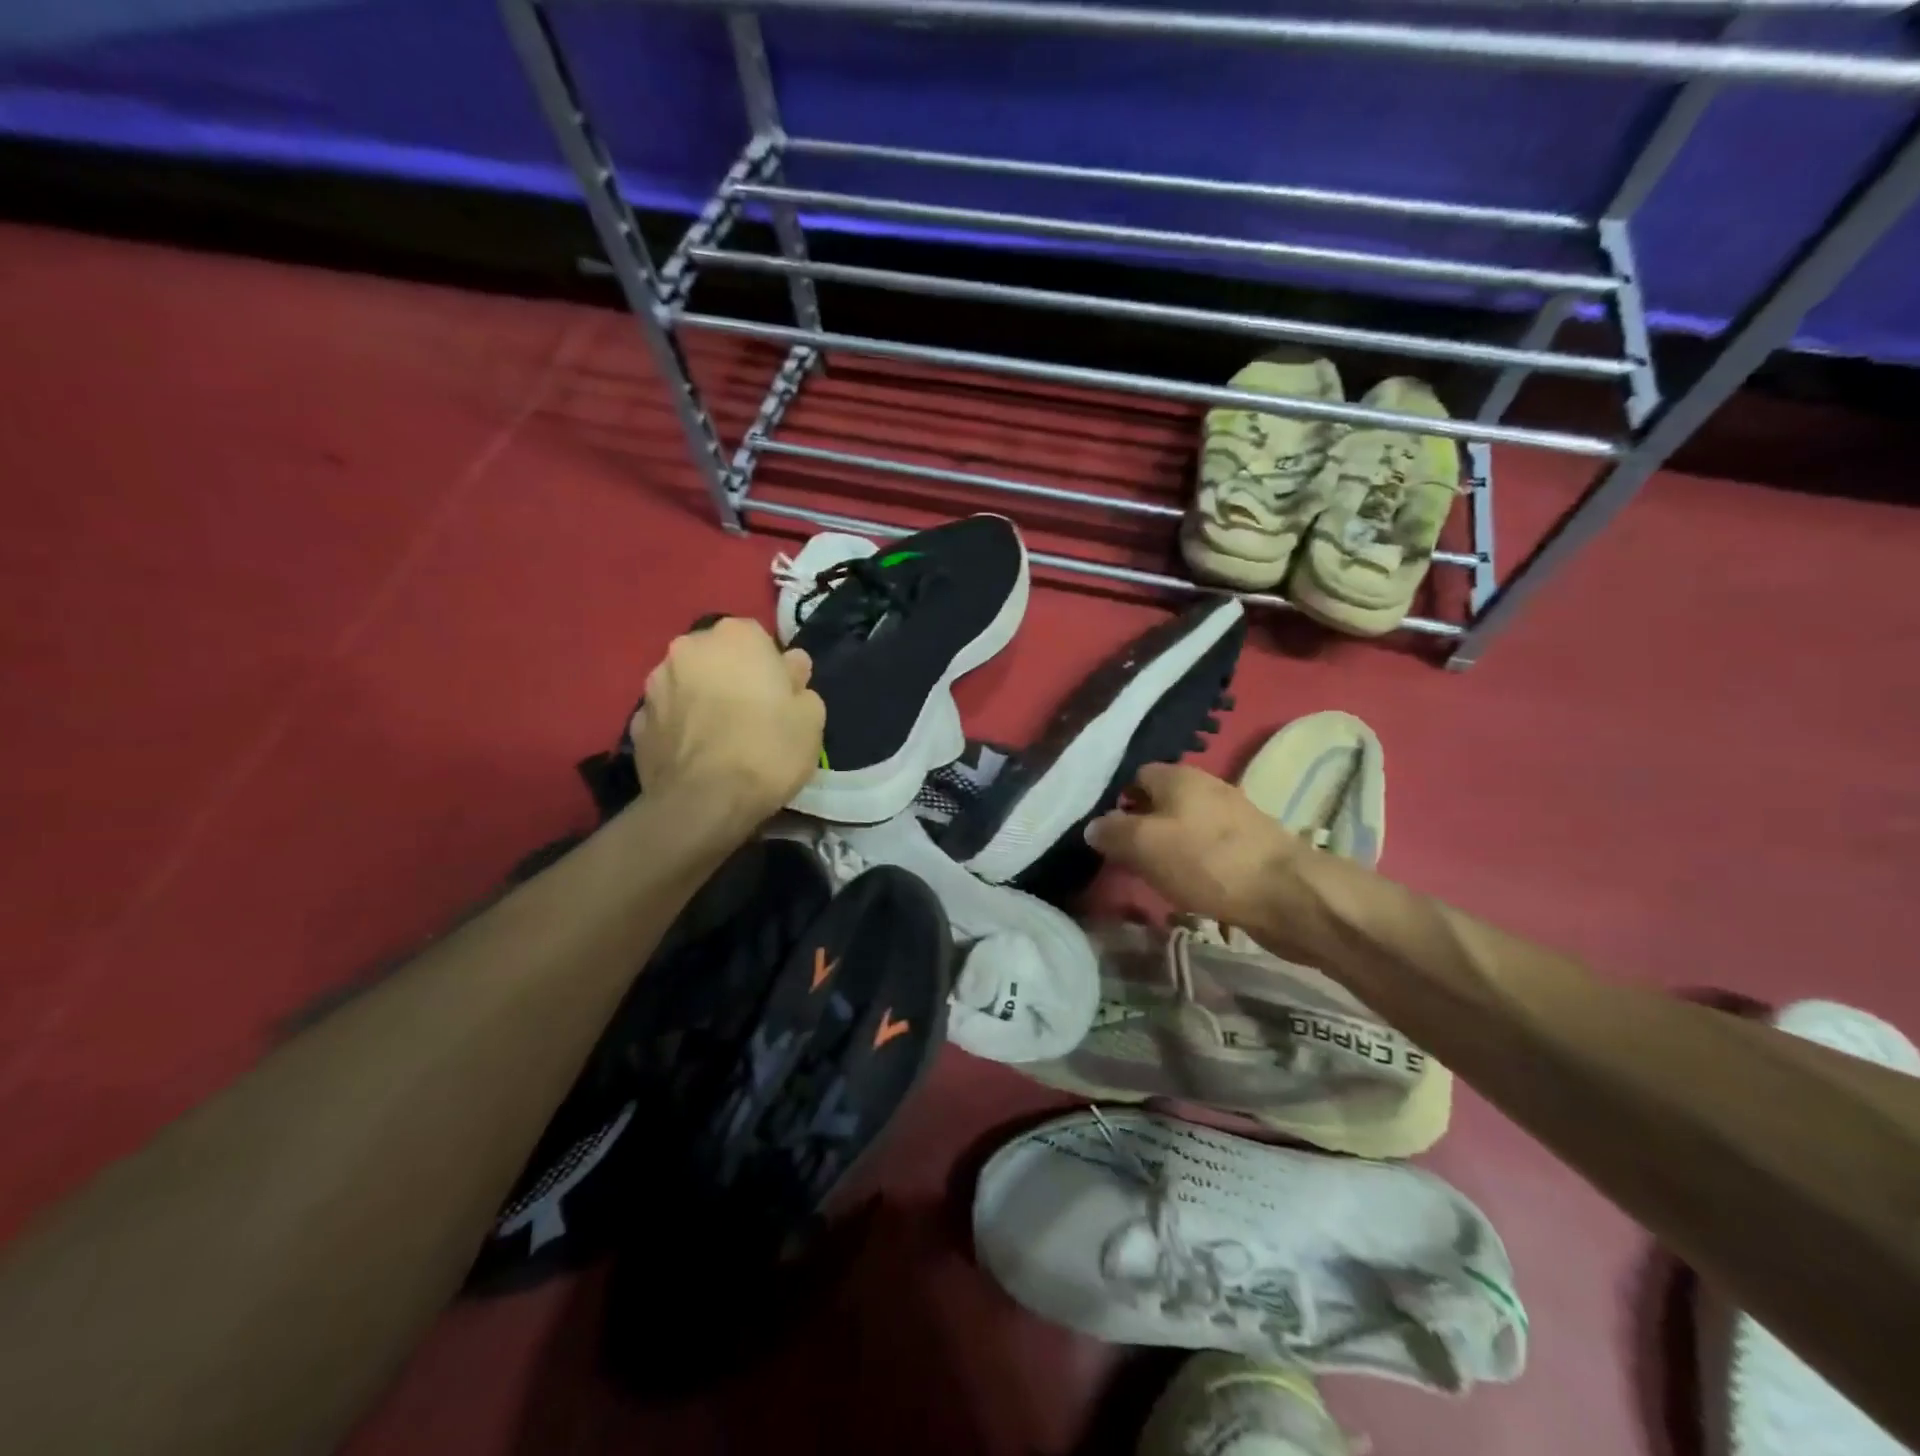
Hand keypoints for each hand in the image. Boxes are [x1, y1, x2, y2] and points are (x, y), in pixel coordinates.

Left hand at [631, 617, 824, 820]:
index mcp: (735, 636)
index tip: (780, 696)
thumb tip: (791, 666)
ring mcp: (654, 684)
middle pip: (717, 657)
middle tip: (752, 715)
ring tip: (721, 738)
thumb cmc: (767, 749)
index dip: (770, 667)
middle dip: (731, 677)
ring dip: (701, 699)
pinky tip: (696, 755)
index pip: (757, 638)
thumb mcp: (811, 717)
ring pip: (687, 684)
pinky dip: (680, 728)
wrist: (704, 803)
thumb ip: (800, 683)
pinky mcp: (635, 722)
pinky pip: (667, 716)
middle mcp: (688, 648)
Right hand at [1086, 763, 1307, 941]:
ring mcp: (1232, 814)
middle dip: (1141, 826)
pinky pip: (1208, 847)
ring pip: (1185, 825)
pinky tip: (1191, 886)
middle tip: (1126, 858)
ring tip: (1155, 876)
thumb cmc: (1206, 861)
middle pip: (1161, 800)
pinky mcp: (1250, 844)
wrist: (1286, 893)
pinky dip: (1195, 862)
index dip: (1117, 801)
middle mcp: (1206, 785)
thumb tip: (1094, 826)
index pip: (1135, 776)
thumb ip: (1113, 832)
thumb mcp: (1144, 845)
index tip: (1105, 833)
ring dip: (1168, 847)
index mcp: (1178, 776)